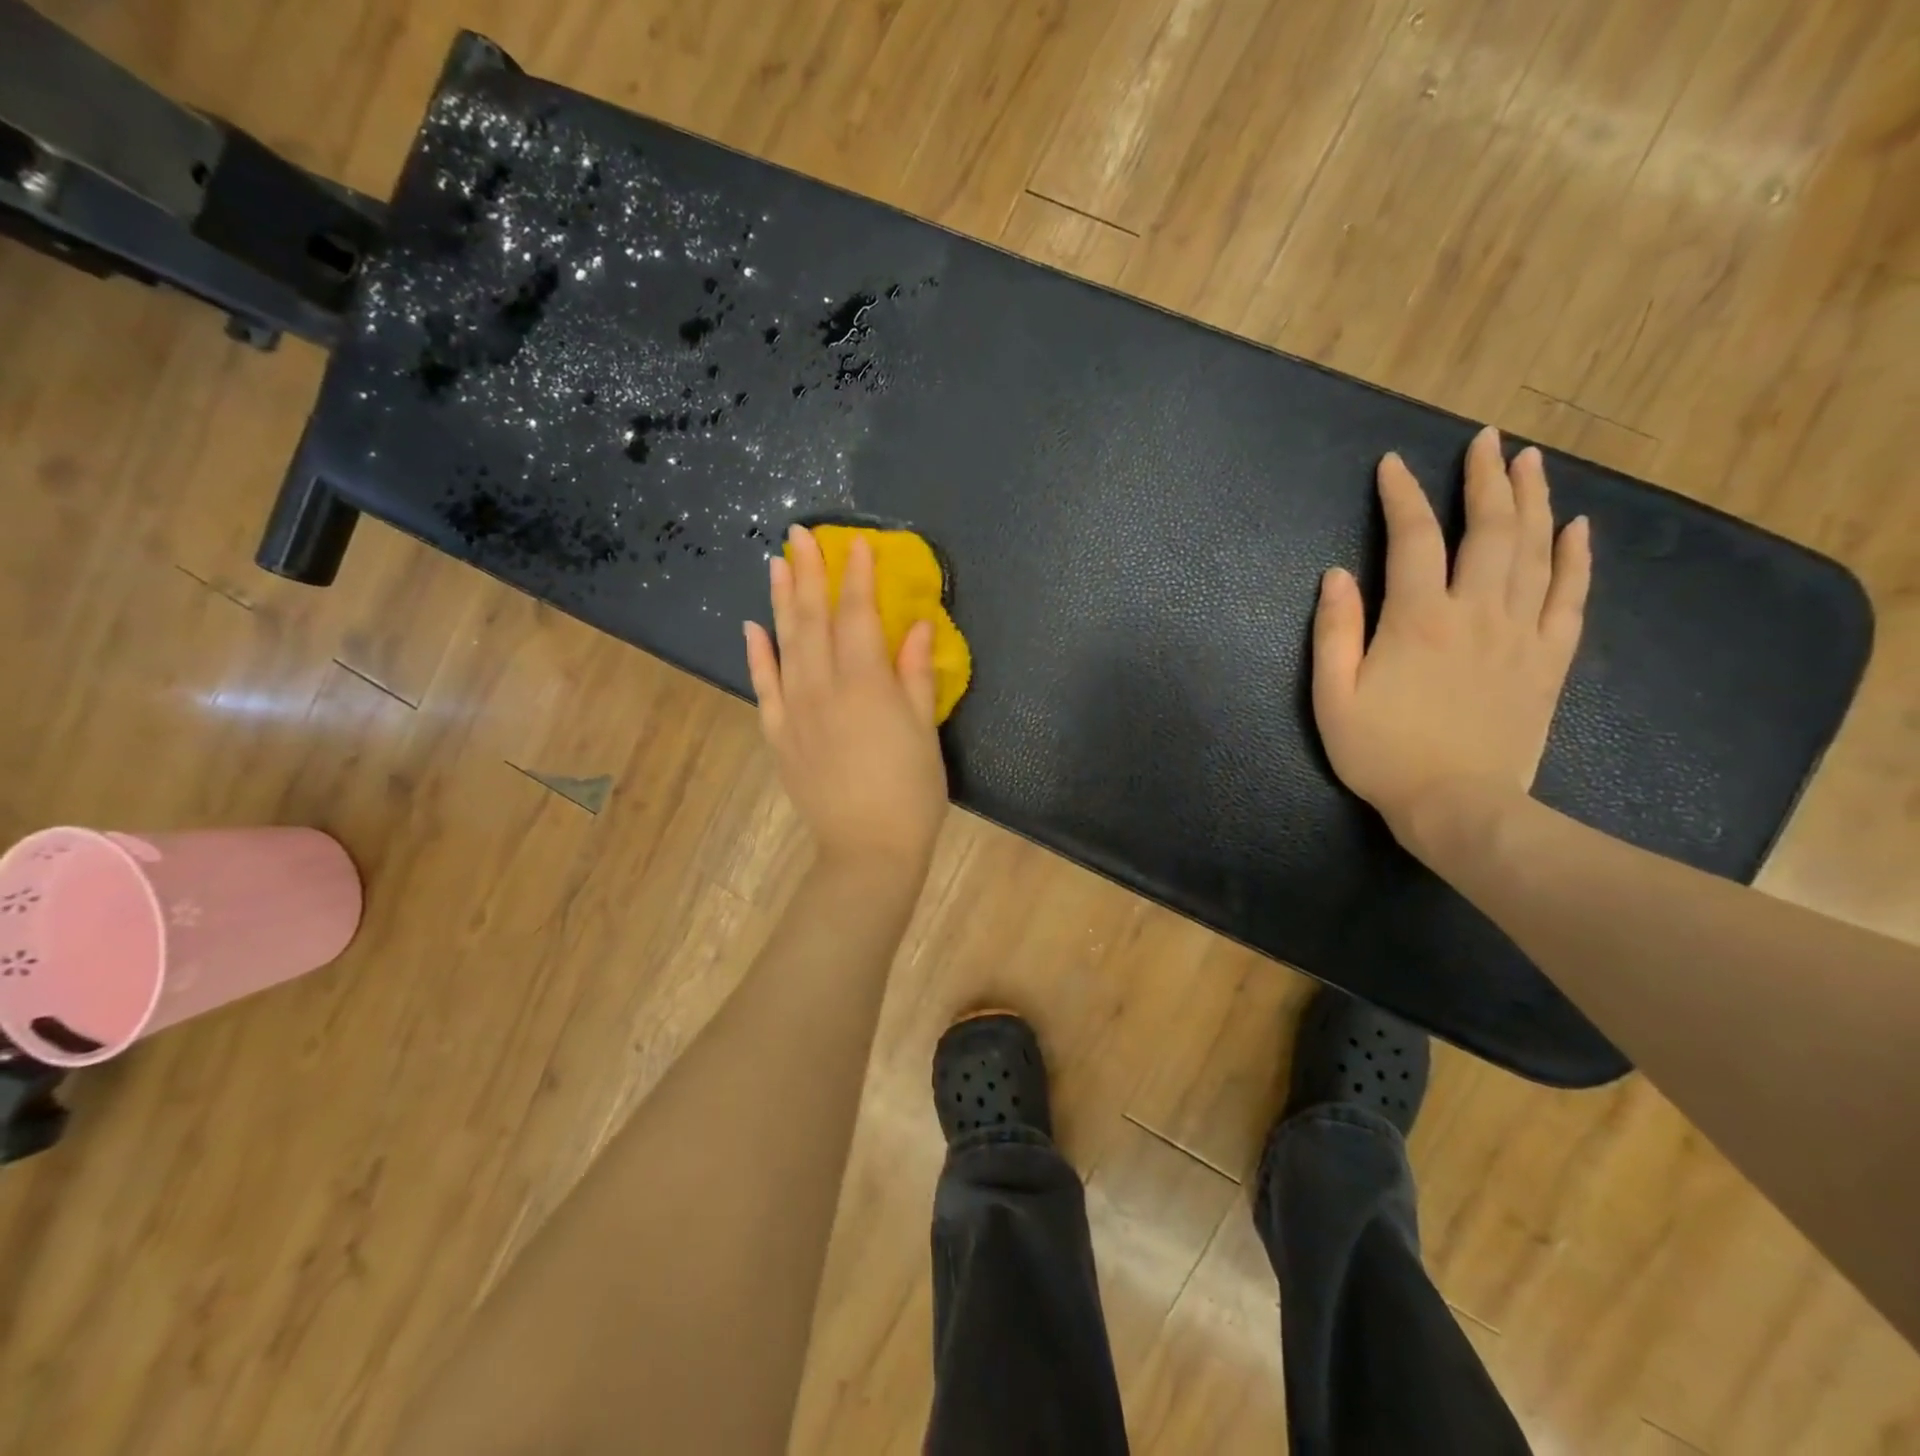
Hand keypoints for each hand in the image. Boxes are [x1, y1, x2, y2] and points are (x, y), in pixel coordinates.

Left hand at [744, 525, 948, 879]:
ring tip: (777, 564)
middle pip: (813, 619)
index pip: (857, 616)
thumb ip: (915, 675)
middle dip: (809, 573)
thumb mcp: (924, 730)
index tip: (856, 544)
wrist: (866, 850)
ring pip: (784, 644)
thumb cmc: (910, 792)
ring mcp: (794, 710)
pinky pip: (764, 686)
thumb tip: (914, 626)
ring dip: (781, 601)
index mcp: (866, 684)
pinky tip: (752, 628)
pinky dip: (757, 655)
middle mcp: (823, 687)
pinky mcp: (778, 734)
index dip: (857, 577)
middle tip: (800, 535)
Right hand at [1313, 426, 1591, 857]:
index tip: (1394, 465)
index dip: (1403, 496)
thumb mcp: (1332, 697)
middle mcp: (1476, 613)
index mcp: (1418, 620)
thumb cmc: (1382, 754)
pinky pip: (1570, 597)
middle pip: (1489, 530)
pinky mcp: (1548, 661)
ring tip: (1531, 461)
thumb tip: (1335, 575)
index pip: (1413, 539)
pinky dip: (1576, 557)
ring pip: (1535, 551)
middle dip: (1486, 479)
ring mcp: (1521, 634)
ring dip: (1533, 500)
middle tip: (1486, 440)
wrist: (1458, 806)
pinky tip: (1577, 527)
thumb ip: (1333, 632)